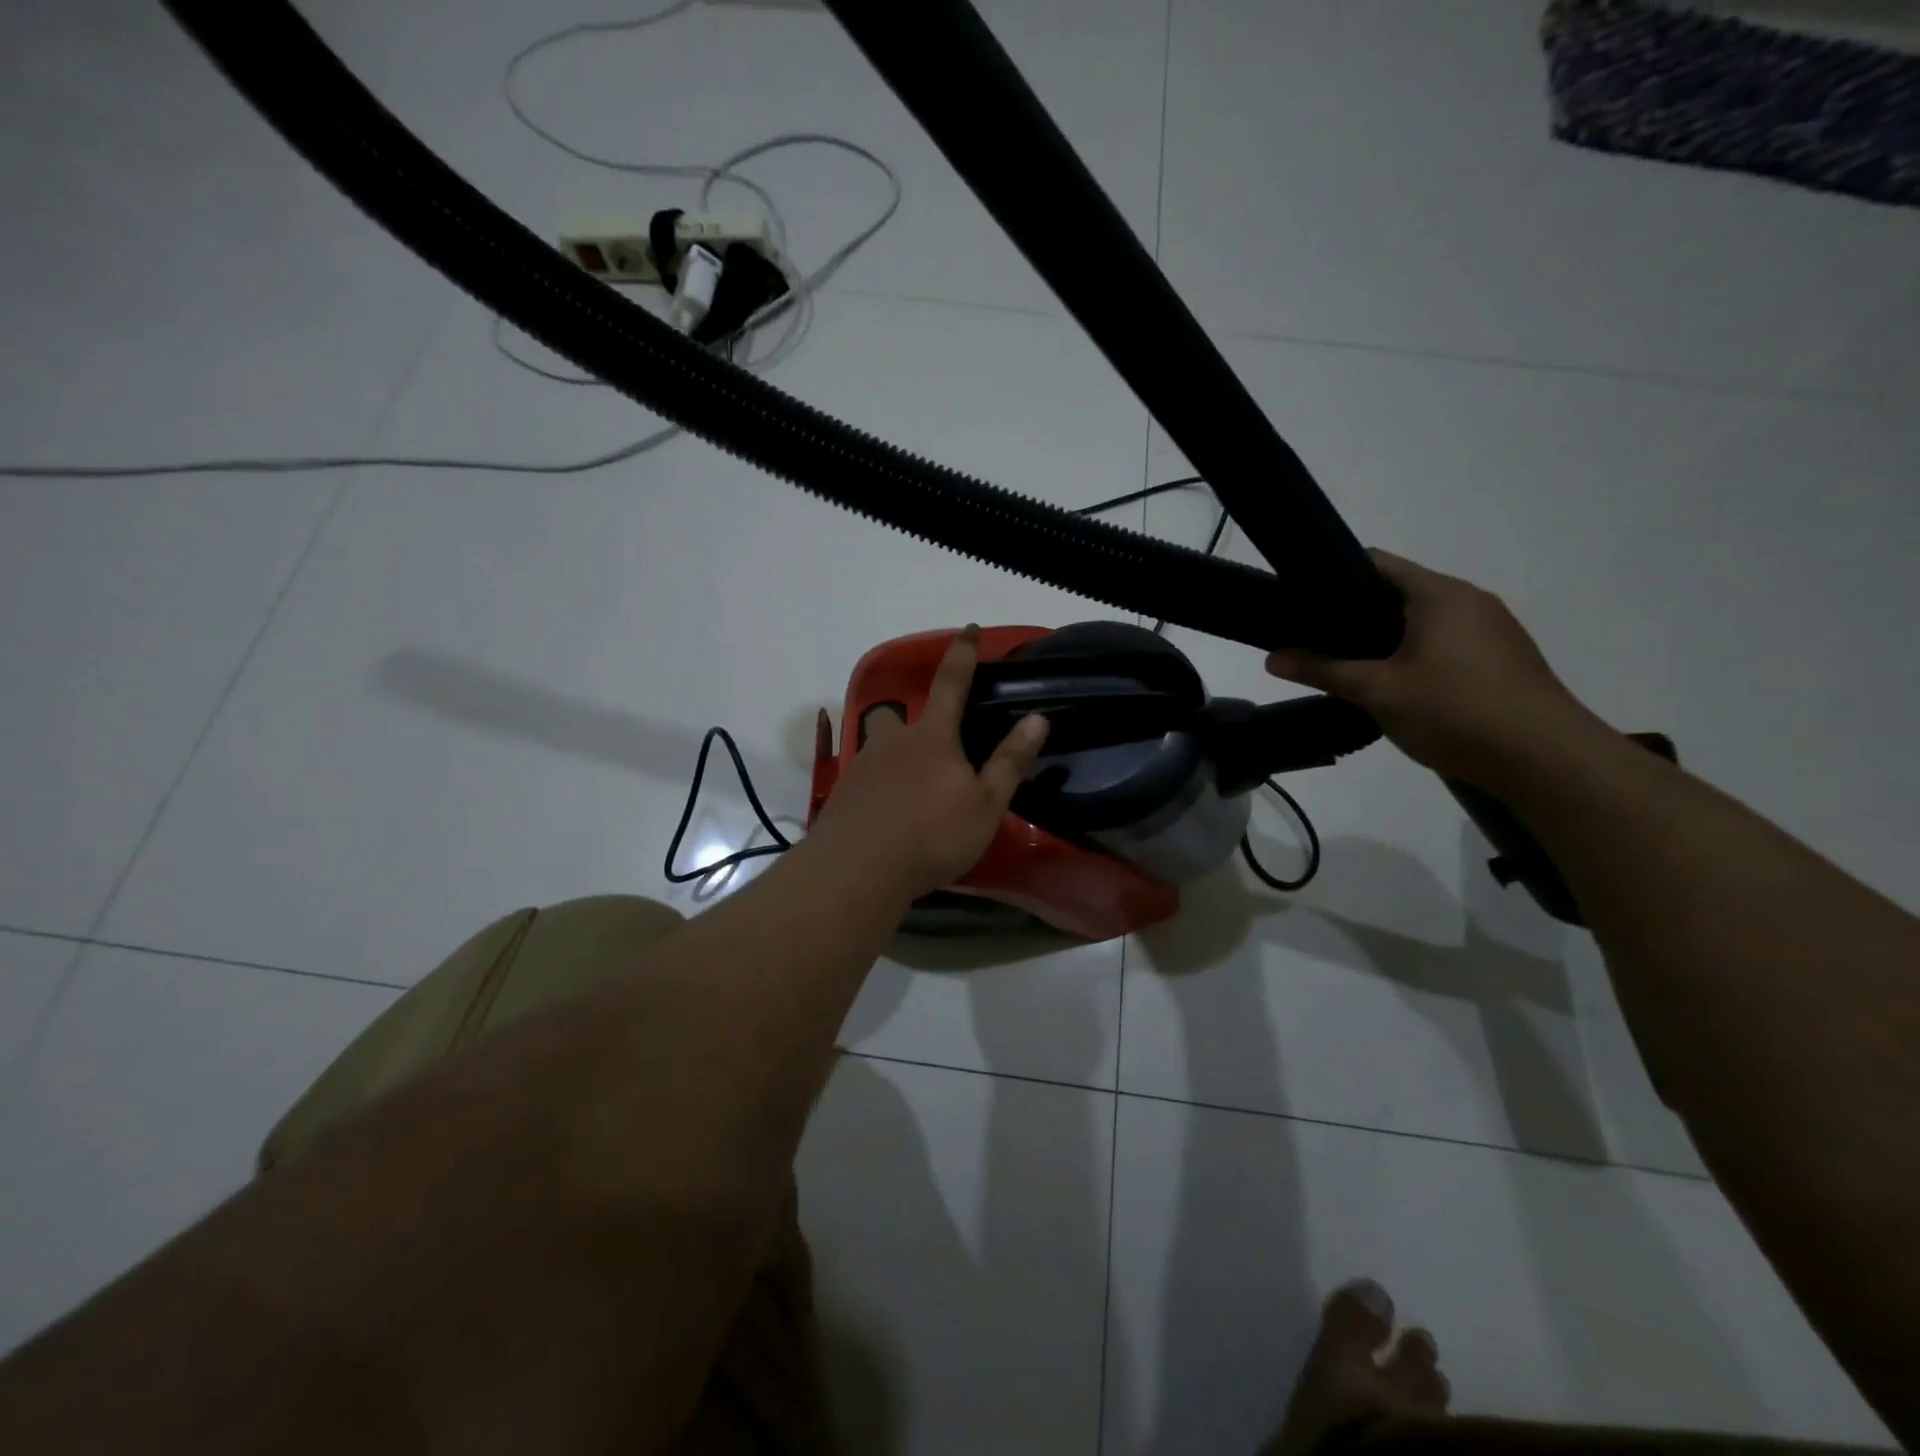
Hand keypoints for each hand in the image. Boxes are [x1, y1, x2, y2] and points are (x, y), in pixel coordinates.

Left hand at [808, 626, 1049, 897]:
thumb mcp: (985, 804)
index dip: (963, 654)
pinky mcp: (844, 794)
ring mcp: (862, 766)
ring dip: (895, 761)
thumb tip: (1037, 719)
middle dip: (913, 724)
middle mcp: (893, 741)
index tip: (968, 630)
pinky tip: (888, 818)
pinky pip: (866, 780)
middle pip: (899, 717)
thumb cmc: (932, 834)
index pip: (952, 682)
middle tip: (931, 751)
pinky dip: (879, 791)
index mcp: (933, 737)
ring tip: (911, 795)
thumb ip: (1009, 761)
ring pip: (881, 750)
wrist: (859, 869)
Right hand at [1264, 550, 1609, 787]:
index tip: (1301, 601)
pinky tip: (1398, 686)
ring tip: (1350, 666)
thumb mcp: (1377, 691)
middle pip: (1399, 592)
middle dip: (1355, 614)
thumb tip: (1271, 659)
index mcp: (1438, 594)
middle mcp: (1469, 599)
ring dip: (1386, 638)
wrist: (1546, 759)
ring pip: (1423, 620)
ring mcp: (1493, 628)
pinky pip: (1447, 641)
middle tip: (1316, 641)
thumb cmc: (1455, 712)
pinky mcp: (1504, 656)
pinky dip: (1416, 653)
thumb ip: (1323, 671)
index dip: (1333, 576)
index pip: (1375, 563)